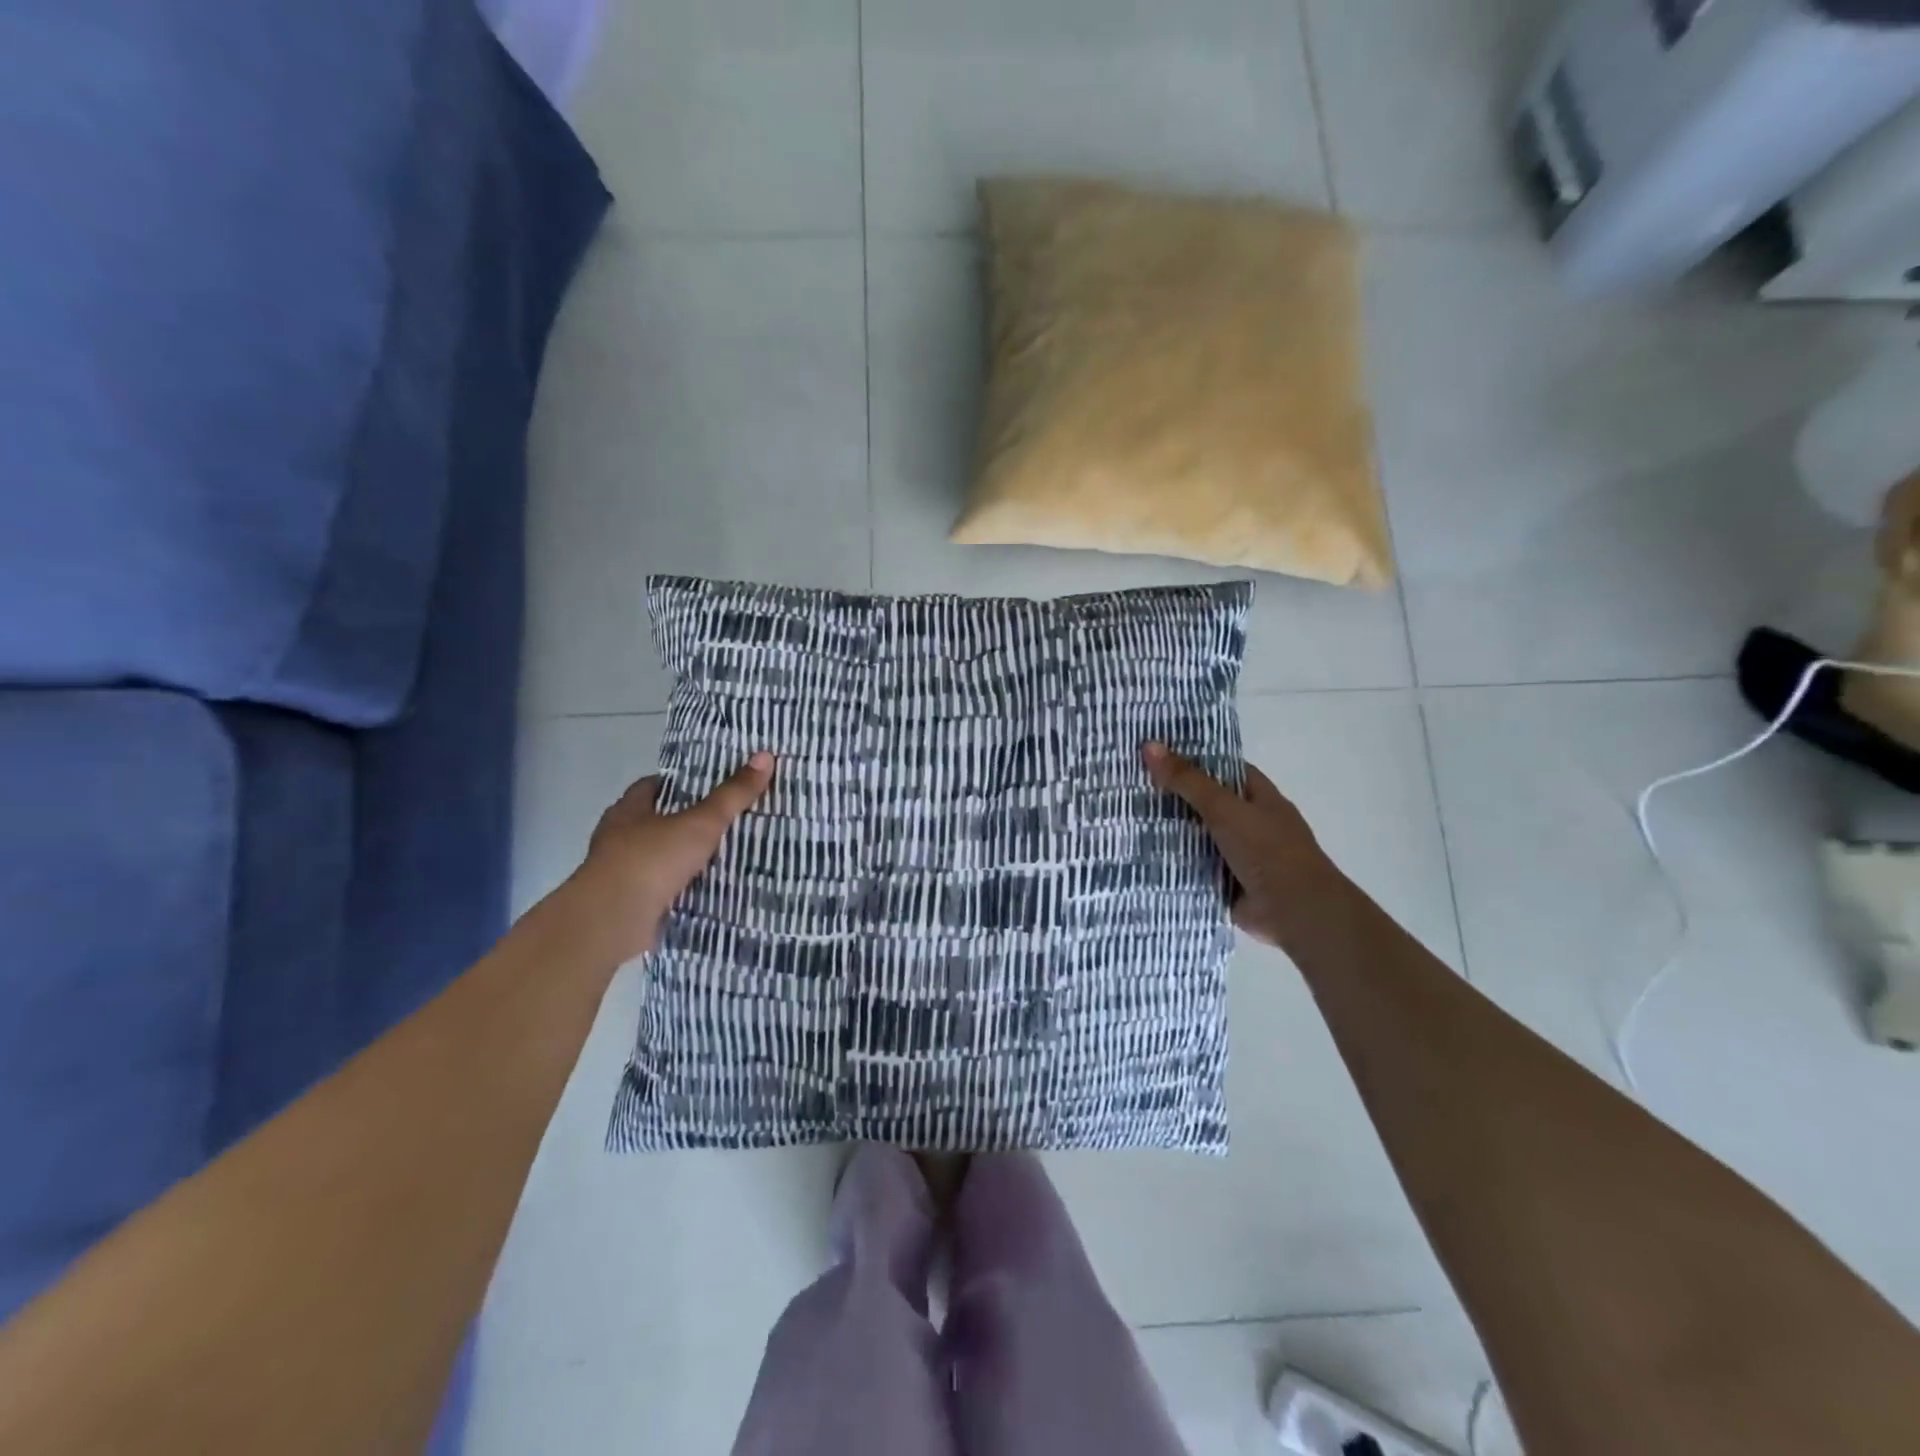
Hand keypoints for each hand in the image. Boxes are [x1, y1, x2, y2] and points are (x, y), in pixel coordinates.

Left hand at [570, 752, 774, 961]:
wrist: (612, 920)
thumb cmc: (652, 859)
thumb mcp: (701, 823)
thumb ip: (733, 794)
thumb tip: (765, 755)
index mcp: (628, 810)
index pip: (652, 786)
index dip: (678, 783)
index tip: (707, 785)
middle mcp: (618, 837)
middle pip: (653, 821)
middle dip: (682, 821)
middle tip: (721, 820)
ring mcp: (619, 872)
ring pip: (655, 857)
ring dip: (679, 857)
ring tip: (718, 855)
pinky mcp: (625, 903)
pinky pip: (657, 888)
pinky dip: (677, 887)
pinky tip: (702, 889)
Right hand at [1142, 743, 1338, 949]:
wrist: (1296, 912)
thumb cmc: (1268, 850)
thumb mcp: (1224, 808)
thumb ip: (1187, 780)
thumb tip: (1149, 745)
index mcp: (1259, 796)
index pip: (1222, 768)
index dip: (1192, 759)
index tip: (1155, 755)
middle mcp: (1250, 822)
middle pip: (1206, 802)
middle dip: (1173, 796)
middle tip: (1130, 785)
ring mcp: (1239, 854)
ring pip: (1198, 835)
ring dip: (1170, 832)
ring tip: (1126, 817)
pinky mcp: (1227, 882)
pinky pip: (1195, 866)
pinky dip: (1174, 863)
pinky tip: (1141, 855)